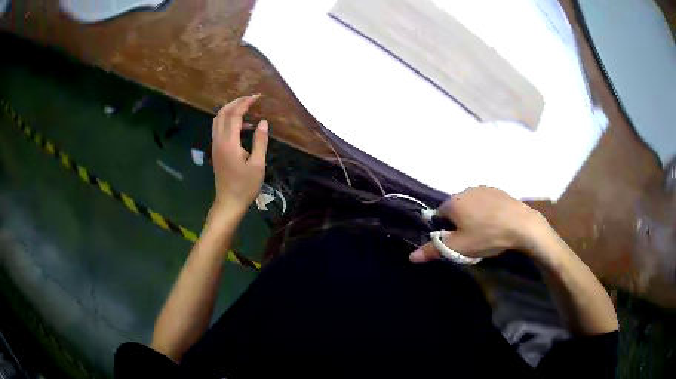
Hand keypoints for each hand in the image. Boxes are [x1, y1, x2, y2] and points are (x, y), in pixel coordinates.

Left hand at [211, 94, 268, 214]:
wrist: (229, 202)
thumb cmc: (245, 186)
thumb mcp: (258, 165)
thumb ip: (260, 141)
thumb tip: (263, 122)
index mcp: (229, 143)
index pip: (235, 114)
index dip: (246, 103)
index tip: (258, 97)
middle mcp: (219, 140)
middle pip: (223, 112)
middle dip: (236, 102)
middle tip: (252, 99)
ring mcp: (215, 145)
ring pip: (218, 119)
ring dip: (231, 110)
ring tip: (247, 109)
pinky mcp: (216, 150)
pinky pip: (219, 128)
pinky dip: (229, 120)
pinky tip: (243, 126)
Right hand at [410, 186, 545, 262]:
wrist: (521, 226)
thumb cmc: (486, 236)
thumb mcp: (458, 247)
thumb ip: (433, 250)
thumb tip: (411, 257)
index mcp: (453, 202)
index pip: (438, 215)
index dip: (445, 230)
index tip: (457, 241)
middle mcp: (465, 190)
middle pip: (455, 209)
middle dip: (459, 223)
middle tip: (471, 239)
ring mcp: (483, 188)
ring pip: (471, 205)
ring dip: (473, 216)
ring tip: (486, 232)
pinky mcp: (498, 190)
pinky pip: (485, 202)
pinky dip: (486, 211)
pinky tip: (496, 223)